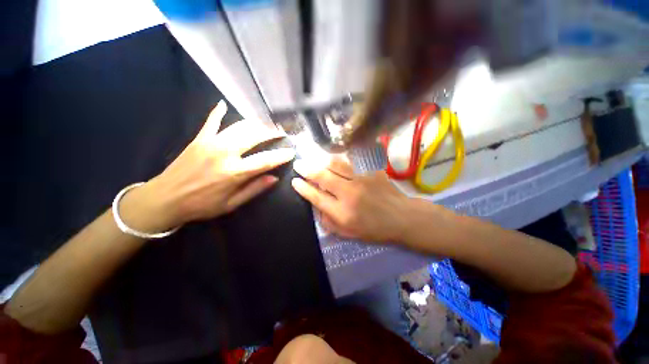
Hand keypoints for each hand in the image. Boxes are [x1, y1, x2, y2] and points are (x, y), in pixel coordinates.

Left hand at [127, 101, 294, 231]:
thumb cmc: (202, 205)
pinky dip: (218, 112)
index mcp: (234, 172)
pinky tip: (224, 104)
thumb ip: (254, 189)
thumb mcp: (231, 204)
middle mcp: (224, 153)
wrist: (164, 199)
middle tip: (283, 129)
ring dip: (256, 122)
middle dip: (272, 131)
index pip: (265, 160)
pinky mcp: (199, 139)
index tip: (292, 151)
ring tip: (268, 120)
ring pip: (239, 126)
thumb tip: (274, 178)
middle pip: (254, 136)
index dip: (281, 155)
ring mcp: (210, 143)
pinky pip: (211, 121)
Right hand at [291, 156, 412, 242]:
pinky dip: (340, 159)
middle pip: (323, 176)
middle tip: (299, 164)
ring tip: (315, 159)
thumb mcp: (348, 233)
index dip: (303, 188)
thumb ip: (328, 221)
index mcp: (342, 213)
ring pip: (336, 164)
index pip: (316, 197)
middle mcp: (349, 194)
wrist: (401, 217)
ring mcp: (361, 179)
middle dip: (307, 169)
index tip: (295, 181)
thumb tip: (316, 205)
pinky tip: (335, 158)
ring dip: (322, 160)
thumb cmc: (374, 229)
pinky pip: (352, 161)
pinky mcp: (371, 171)